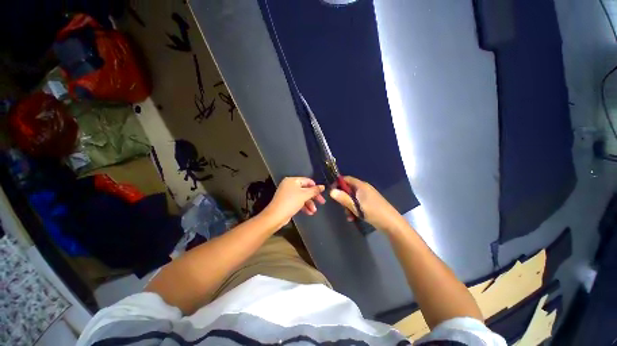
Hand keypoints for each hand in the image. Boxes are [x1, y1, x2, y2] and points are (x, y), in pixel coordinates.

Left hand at [262, 177, 325, 227]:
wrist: (276, 216)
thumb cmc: (291, 202)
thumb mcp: (304, 195)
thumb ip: (314, 190)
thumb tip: (323, 186)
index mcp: (292, 180)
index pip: (307, 181)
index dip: (315, 187)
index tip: (322, 193)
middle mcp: (289, 185)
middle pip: (305, 189)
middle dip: (313, 197)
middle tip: (322, 202)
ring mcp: (288, 194)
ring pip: (302, 197)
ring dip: (309, 204)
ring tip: (314, 211)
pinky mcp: (287, 202)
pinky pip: (298, 202)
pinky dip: (304, 206)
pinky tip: (309, 213)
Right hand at [330, 176, 405, 232]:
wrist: (391, 223)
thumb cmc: (373, 212)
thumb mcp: (356, 206)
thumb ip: (343, 198)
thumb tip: (331, 191)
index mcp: (361, 186)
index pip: (346, 179)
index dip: (338, 183)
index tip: (332, 191)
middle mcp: (364, 188)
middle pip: (348, 189)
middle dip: (343, 198)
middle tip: (342, 207)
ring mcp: (367, 196)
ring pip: (352, 198)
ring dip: (348, 206)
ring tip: (349, 215)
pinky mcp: (369, 203)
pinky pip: (358, 203)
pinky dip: (354, 209)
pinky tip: (353, 218)